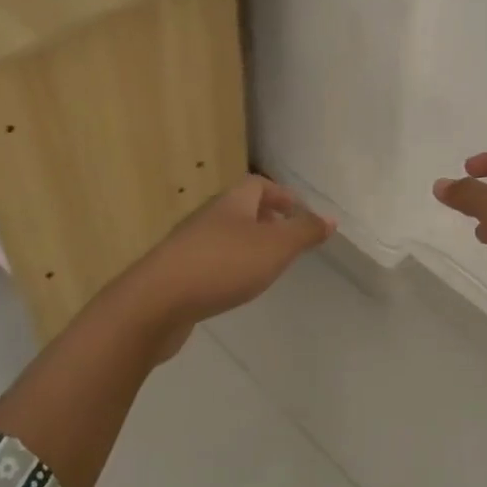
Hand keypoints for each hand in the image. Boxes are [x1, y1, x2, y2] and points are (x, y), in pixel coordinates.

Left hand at [116, 175, 335, 357]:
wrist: (156, 302)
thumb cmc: (223, 265)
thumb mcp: (275, 247)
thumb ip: (304, 232)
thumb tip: (330, 218)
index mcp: (232, 203)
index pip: (258, 184)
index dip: (280, 194)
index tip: (298, 211)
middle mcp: (209, 217)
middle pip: (240, 208)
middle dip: (265, 219)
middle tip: (286, 238)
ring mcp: (189, 245)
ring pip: (225, 235)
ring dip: (247, 244)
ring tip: (266, 265)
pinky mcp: (177, 273)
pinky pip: (210, 261)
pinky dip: (228, 267)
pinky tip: (234, 287)